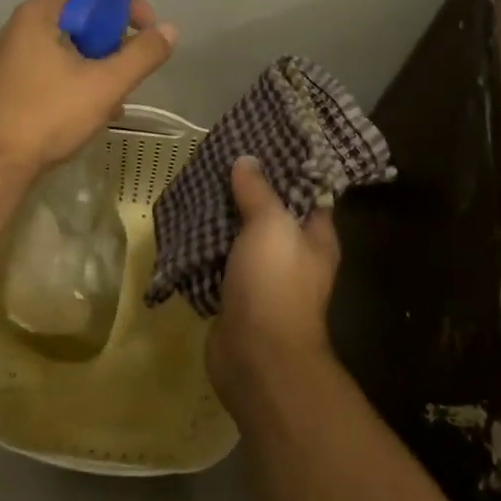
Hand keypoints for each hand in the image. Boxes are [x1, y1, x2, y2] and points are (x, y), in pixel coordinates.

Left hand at [0, 0, 177, 172]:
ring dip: (101, 64)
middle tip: (135, 63)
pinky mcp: (15, 83)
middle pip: (81, 17)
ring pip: (71, 47)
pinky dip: (81, 80)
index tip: (149, 27)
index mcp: (39, 14)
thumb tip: (169, 30)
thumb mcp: (105, 84)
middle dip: (115, 38)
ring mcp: (15, 57)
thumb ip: (141, 55)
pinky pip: (57, 68)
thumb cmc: (49, 115)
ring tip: (119, 94)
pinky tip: (98, 110)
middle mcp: (23, 27)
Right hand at [207, 156, 339, 405]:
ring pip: (240, 238)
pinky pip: (219, 262)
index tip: (262, 143)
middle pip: (270, 213)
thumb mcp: (270, 226)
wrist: (257, 357)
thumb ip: (259, 191)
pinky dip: (204, 247)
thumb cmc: (275, 284)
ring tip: (197, 184)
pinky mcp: (235, 296)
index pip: (308, 192)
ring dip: (221, 217)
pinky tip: (184, 224)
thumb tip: (247, 161)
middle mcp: (294, 257)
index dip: (288, 167)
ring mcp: (263, 278)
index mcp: (316, 238)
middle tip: (219, 159)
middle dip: (246, 190)